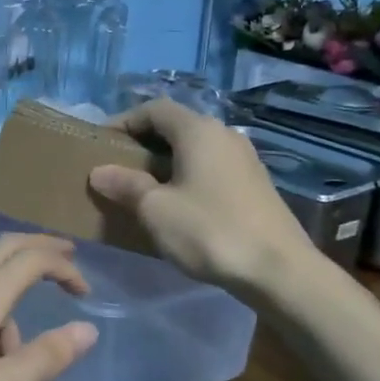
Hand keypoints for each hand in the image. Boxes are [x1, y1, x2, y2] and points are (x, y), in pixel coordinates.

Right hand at [88, 99, 323, 292]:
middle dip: (143, 144)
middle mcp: (224, 135)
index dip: (124, 121)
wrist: (280, 271)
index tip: (101, 144)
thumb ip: (126, 185)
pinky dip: (187, 177)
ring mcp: (244, 160)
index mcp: (199, 130)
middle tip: (117, 168)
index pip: (154, 109)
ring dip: (165, 163)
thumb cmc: (210, 231)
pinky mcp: (255, 185)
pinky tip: (177, 206)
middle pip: (176, 127)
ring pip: (195, 150)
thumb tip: (99, 171)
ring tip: (142, 190)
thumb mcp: (156, 209)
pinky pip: (211, 169)